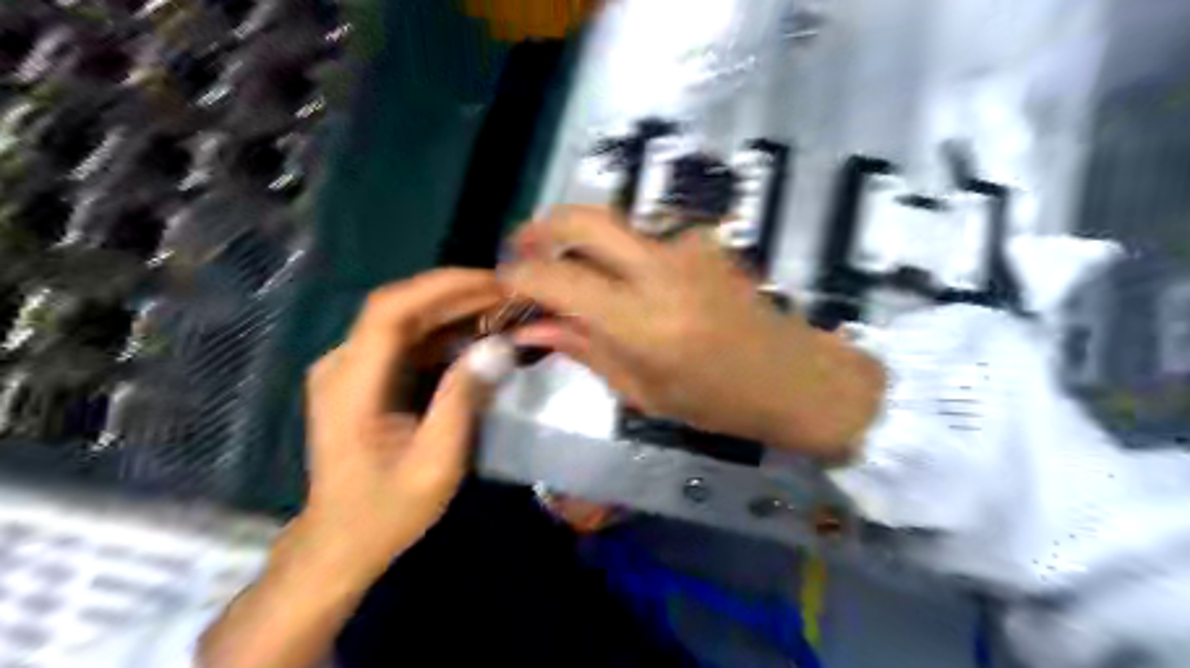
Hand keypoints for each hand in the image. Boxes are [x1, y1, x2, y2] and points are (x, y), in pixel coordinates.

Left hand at [201, 269, 508, 667]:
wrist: (340, 541)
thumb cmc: (386, 510)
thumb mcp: (436, 463)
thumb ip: (462, 400)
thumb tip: (496, 346)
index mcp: (351, 385)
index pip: (390, 311)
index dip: (441, 287)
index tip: (492, 282)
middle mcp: (341, 365)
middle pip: (397, 307)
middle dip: (455, 293)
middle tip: (508, 294)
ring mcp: (348, 369)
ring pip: (403, 320)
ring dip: (451, 309)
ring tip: (500, 309)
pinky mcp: (362, 377)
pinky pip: (405, 340)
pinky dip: (442, 332)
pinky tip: (475, 335)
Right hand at [500, 206, 881, 461]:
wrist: (795, 376)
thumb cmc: (719, 402)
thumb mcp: (643, 392)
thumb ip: (585, 348)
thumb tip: (534, 327)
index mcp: (642, 322)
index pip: (559, 279)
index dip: (520, 276)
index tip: (504, 285)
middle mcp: (660, 271)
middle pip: (584, 219)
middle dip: (542, 226)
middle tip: (522, 248)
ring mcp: (686, 249)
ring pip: (614, 224)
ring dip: (580, 239)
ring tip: (568, 270)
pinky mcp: (703, 243)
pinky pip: (645, 238)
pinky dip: (619, 252)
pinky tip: (624, 281)